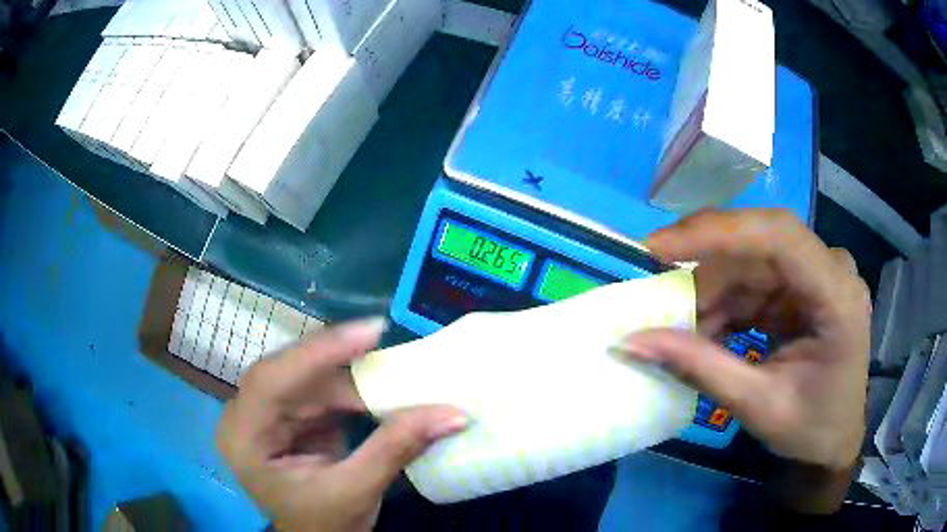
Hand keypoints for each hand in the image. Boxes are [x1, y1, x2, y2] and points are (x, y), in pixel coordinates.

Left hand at [216, 319, 467, 530]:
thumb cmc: (323, 526)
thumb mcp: (356, 492)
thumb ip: (397, 449)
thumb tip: (454, 414)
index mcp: (244, 439)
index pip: (271, 381)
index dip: (318, 352)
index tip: (369, 331)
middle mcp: (248, 417)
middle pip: (289, 373)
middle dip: (337, 360)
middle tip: (382, 339)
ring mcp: (268, 415)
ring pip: (309, 379)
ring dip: (351, 377)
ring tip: (391, 368)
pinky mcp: (289, 418)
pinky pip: (320, 392)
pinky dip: (353, 392)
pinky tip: (378, 389)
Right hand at [619, 210, 868, 511]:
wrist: (833, 440)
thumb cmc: (810, 428)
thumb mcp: (758, 406)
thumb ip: (700, 369)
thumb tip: (633, 342)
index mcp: (838, 296)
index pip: (779, 236)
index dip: (717, 231)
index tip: (658, 248)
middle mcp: (831, 270)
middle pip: (759, 245)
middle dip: (707, 273)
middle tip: (662, 304)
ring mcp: (817, 274)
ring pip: (751, 262)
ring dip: (713, 295)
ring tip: (685, 333)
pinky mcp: (803, 286)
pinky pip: (755, 280)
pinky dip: (726, 305)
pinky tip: (709, 333)